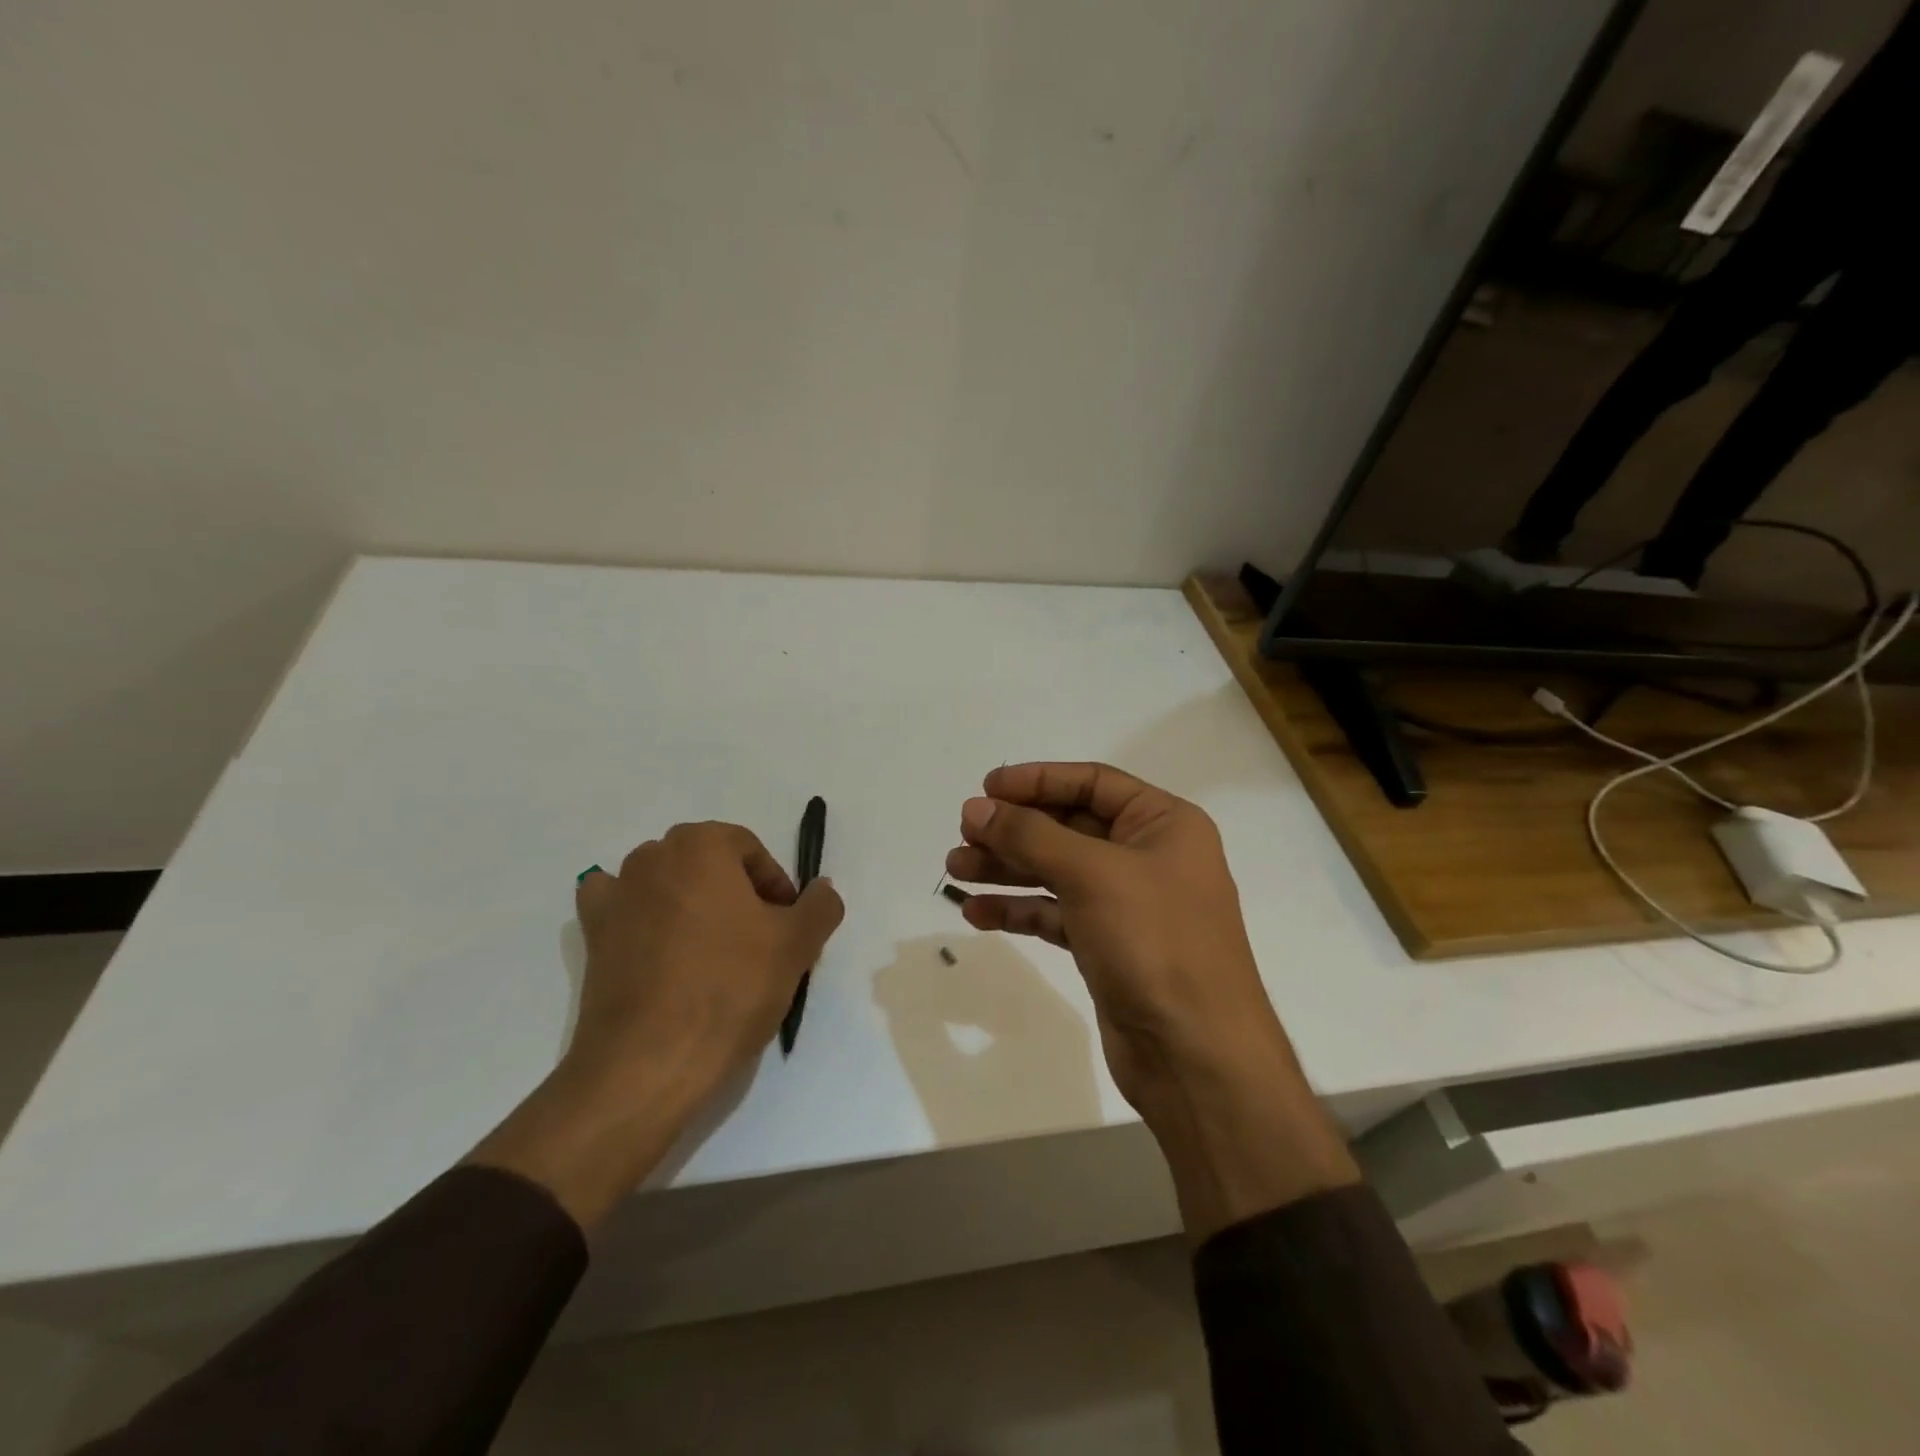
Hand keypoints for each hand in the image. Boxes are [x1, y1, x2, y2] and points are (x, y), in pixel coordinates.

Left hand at [470, 822, 842, 1229]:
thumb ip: (820, 906)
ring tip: (712, 953)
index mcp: (701, 845)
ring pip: (667, 883)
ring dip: (692, 904)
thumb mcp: (797, 945)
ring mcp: (616, 895)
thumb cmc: (730, 988)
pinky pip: (620, 908)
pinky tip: (654, 944)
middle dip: (737, 894)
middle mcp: (652, 856)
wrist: (649, 1062)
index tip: (786, 927)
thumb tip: (822, 889)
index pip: (751, 851)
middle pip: (709, 864)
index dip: (775, 886)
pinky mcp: (592, 935)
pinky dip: (638, 916)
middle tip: (758, 942)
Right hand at [947, 763, 1355, 1238]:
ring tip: (956, 871)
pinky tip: (978, 913)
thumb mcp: (1092, 874)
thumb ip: (1030, 835)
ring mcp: (1128, 905)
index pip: (1093, 783)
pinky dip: (1020, 911)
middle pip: (1069, 827)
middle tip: (963, 834)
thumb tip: (976, 807)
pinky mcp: (1109, 947)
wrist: (1196, 1056)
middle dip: (1015, 830)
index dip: (1037, 780)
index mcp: (1164, 824)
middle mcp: (1149, 857)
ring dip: (1008, 869)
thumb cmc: (1155, 943)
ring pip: (1057, 872)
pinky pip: (1056, 914)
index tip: (986, 787)